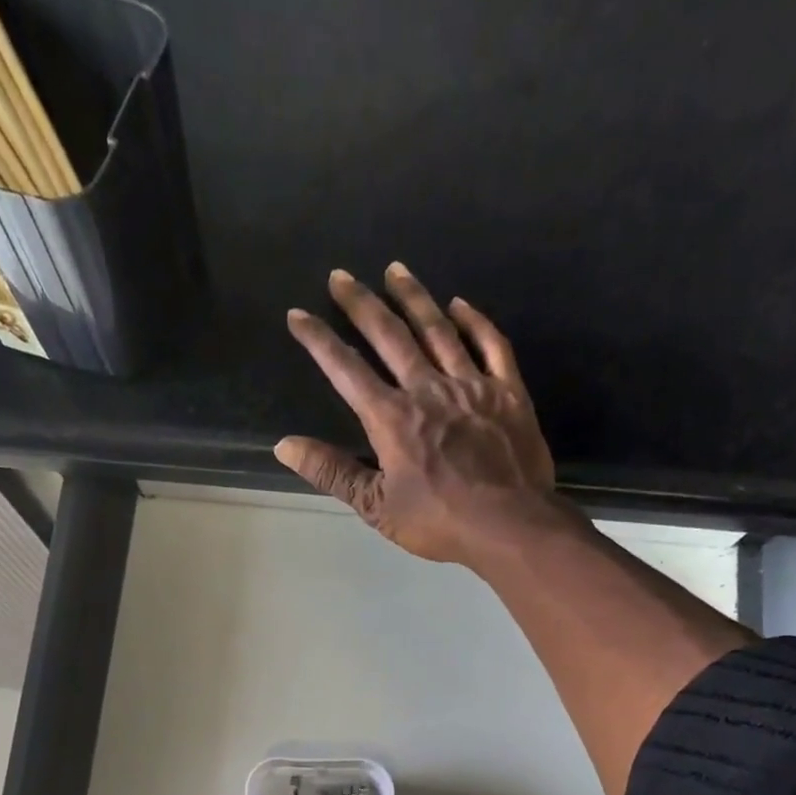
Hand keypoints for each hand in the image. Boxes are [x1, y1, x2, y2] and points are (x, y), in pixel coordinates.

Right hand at [274, 263, 560, 565]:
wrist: (509, 524)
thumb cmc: (439, 521)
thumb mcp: (376, 506)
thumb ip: (332, 472)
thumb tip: (286, 446)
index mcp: (391, 419)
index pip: (346, 370)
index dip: (319, 340)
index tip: (298, 315)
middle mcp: (428, 389)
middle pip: (390, 335)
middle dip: (361, 303)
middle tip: (342, 275)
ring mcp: (471, 384)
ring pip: (438, 329)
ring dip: (414, 297)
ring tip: (395, 270)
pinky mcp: (508, 391)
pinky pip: (491, 344)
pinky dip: (474, 321)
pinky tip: (459, 304)